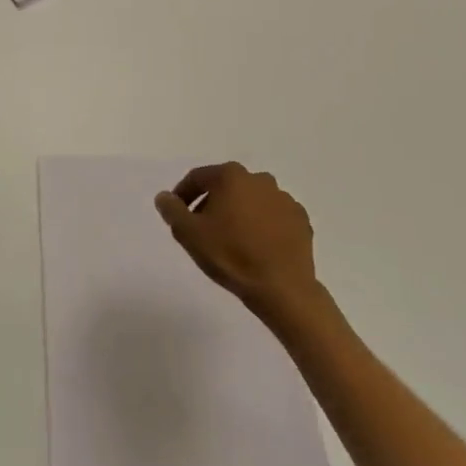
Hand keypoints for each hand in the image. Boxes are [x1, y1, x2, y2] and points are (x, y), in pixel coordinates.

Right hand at [155, 161, 326, 331]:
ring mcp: (284, 199)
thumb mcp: (188, 234)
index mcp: (230, 176)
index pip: (198, 177)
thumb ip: (172, 210)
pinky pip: (273, 217)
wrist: (283, 289)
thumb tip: (164, 197)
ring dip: (239, 213)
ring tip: (231, 240)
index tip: (177, 213)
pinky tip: (256, 246)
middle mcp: (259, 179)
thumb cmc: (231, 255)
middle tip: (203, 228)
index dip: (183, 194)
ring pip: (251, 200)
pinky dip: (262, 225)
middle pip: (226, 186)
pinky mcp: (301, 220)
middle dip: (212, 203)